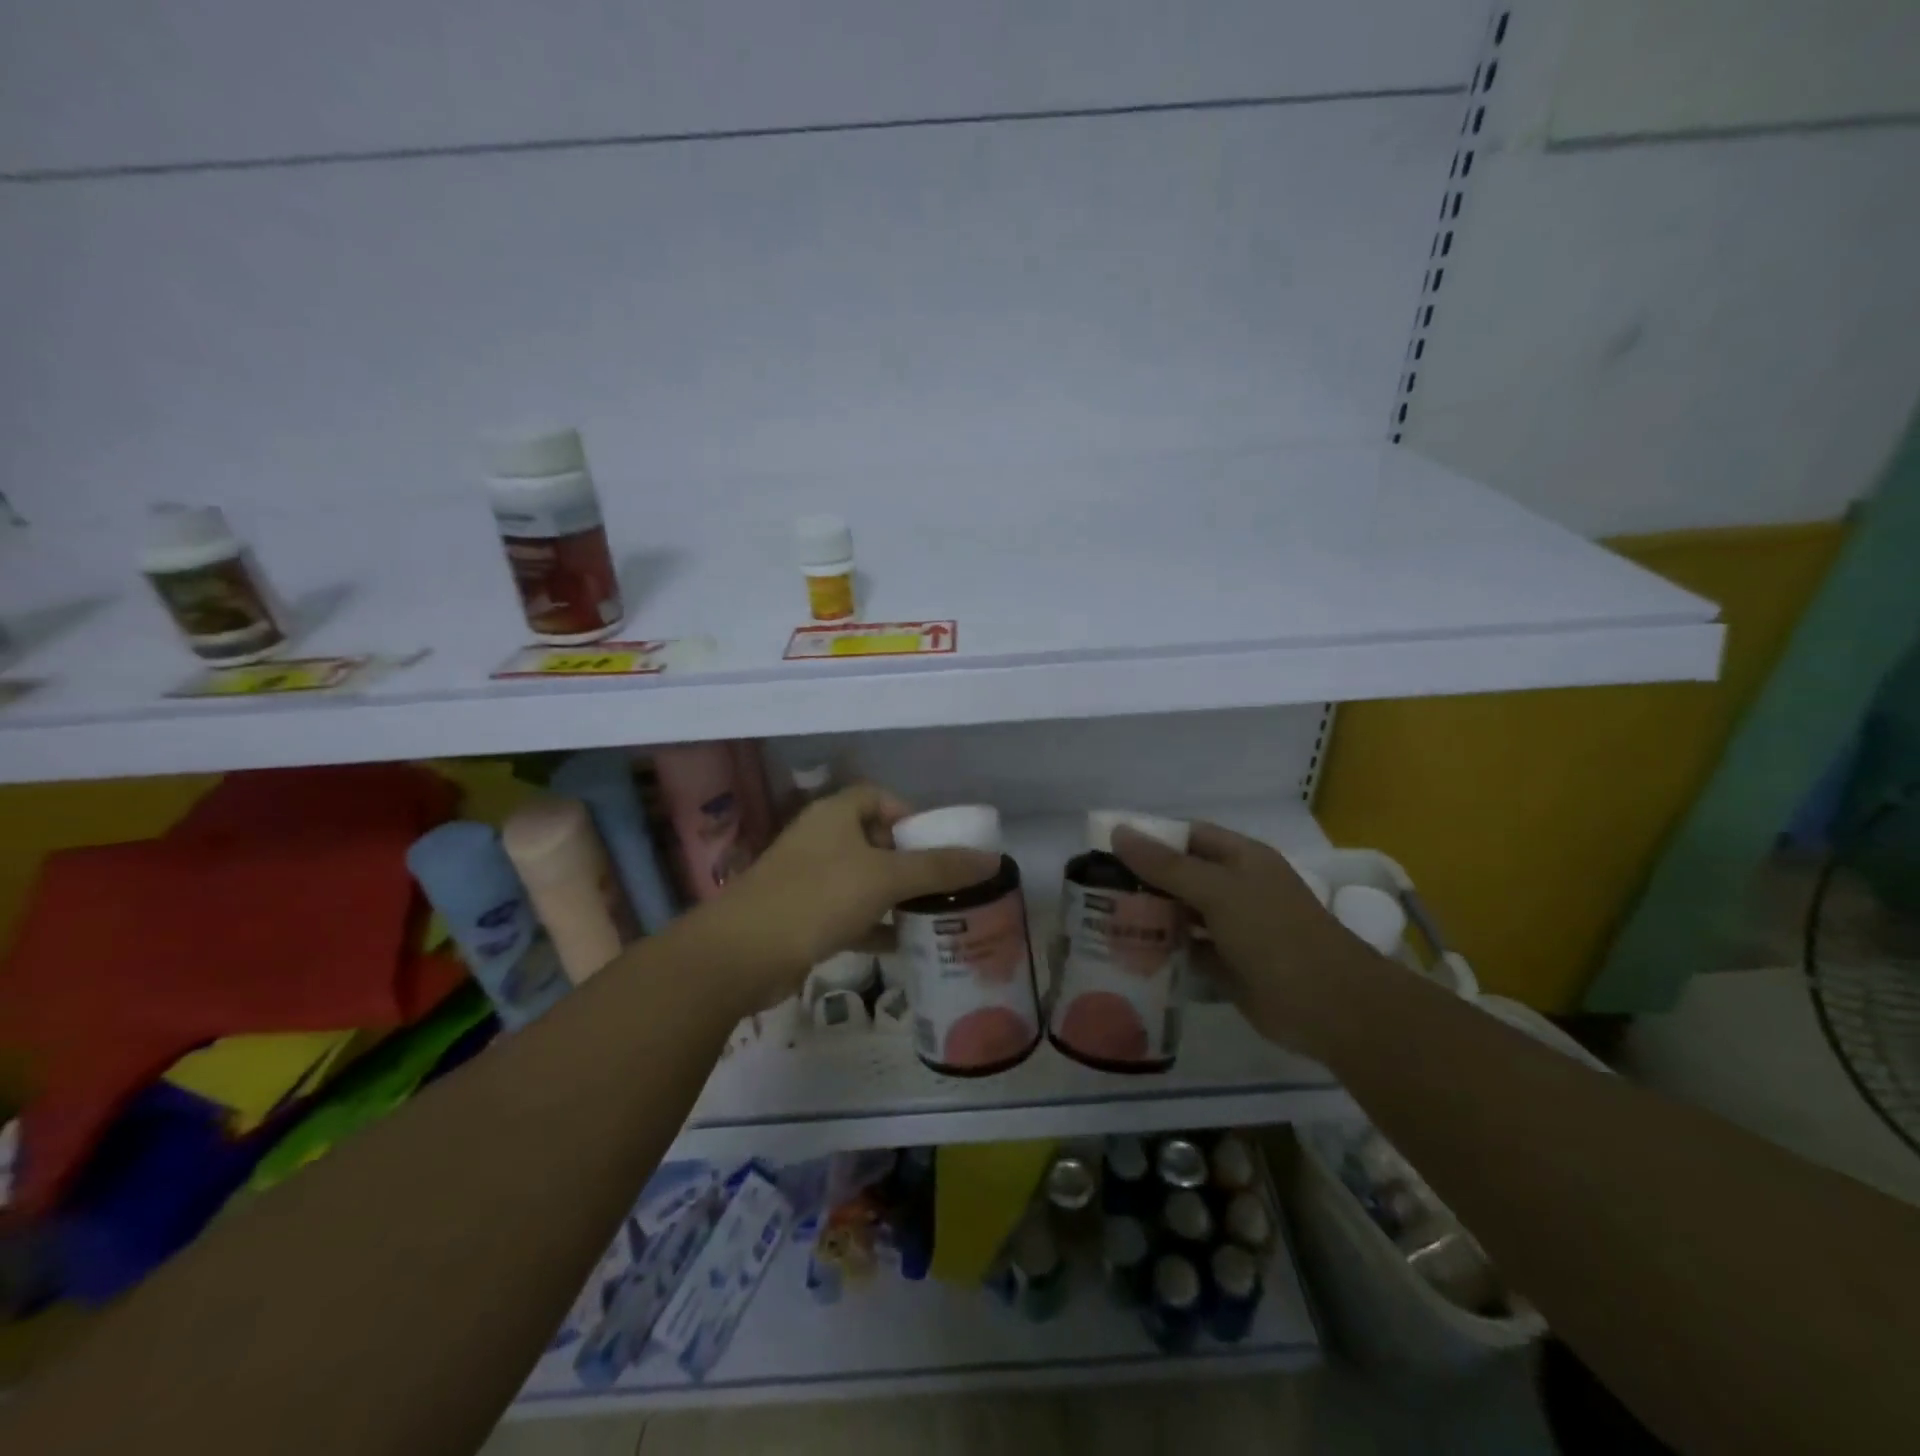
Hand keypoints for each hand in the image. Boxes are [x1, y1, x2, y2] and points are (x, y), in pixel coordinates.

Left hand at [706, 784, 998, 1010]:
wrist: (742, 955)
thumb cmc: (817, 898)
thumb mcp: (885, 878)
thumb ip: (938, 868)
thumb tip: (992, 859)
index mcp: (835, 815)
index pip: (879, 797)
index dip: (909, 815)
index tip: (936, 844)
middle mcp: (820, 840)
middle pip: (873, 839)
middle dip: (908, 861)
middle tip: (942, 884)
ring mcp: (808, 879)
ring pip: (862, 879)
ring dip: (894, 896)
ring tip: (932, 915)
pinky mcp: (802, 916)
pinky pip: (848, 913)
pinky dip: (873, 925)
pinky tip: (901, 945)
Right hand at [1111, 821, 1371, 1049]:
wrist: (1329, 1006)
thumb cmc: (1274, 934)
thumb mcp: (1218, 891)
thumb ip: (1166, 865)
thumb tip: (1119, 832)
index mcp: (1241, 859)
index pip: (1188, 836)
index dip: (1151, 837)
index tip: (1107, 848)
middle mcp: (1237, 889)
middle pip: (1182, 876)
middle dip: (1143, 880)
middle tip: (1095, 889)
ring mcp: (1234, 929)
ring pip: (1182, 915)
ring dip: (1151, 917)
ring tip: (1103, 921)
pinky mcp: (1229, 966)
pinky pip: (1188, 951)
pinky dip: (1164, 952)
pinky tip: (1129, 955)